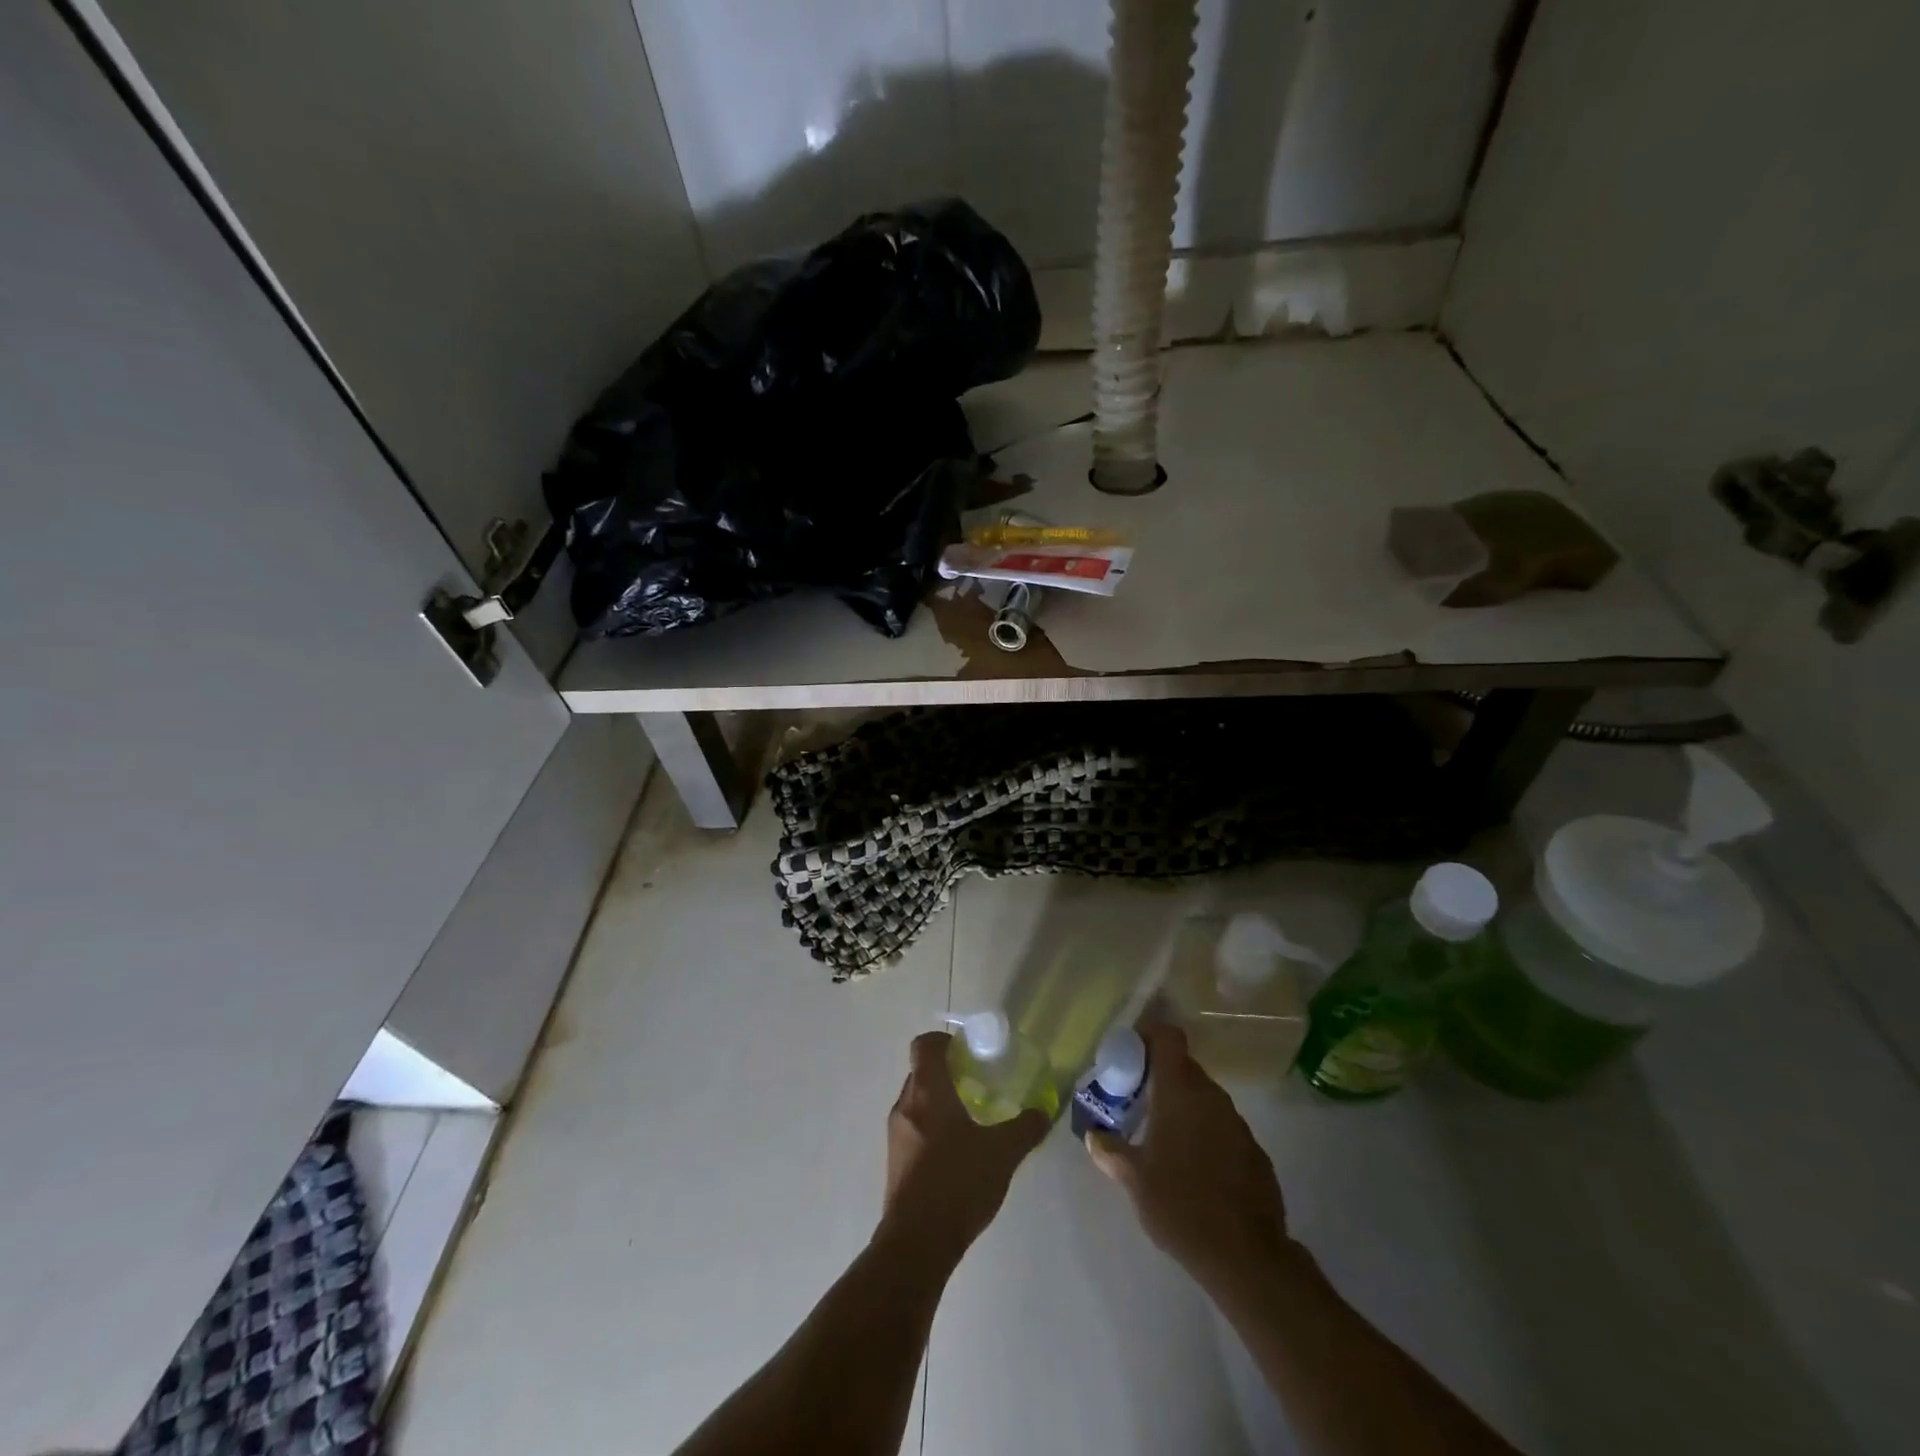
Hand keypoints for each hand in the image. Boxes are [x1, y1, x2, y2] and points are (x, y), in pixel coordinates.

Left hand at [880, 1032, 1048, 1263]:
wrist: (917, 1243)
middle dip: (947, 1073)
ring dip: (939, 1103)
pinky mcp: (895, 1163)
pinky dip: (932, 1130)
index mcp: (927, 1091)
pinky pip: (913, 1130)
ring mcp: (896, 1135)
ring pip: (916, 1103)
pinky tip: (957, 1154)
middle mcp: (905, 1105)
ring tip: (971, 1120)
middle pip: (921, 1072)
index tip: (967, 1052)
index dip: (943, 1041)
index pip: (924, 1045)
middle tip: (977, 1084)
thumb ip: (1025, 1129)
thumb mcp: (1002, 1153)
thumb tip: (1043, 1112)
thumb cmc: (958, 1182)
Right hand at [1084, 1024, 1294, 1294]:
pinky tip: (1195, 1167)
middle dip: (1160, 1077)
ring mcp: (1237, 1123)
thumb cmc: (1180, 1205)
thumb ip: (1111, 1151)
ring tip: (1163, 1136)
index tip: (1132, 1053)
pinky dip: (1206, 1133)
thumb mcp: (1134, 1179)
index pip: (1168, 1037)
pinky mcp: (1255, 1151)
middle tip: (1138, 1100)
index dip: (1150, 1036)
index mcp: (1179, 1091)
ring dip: (1184, 1106)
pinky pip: (1223, 1126)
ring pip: (1204, 1098)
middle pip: (1184, 1067)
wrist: (1246, 1256)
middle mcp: (1211, 1096)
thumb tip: (1093, 1136)